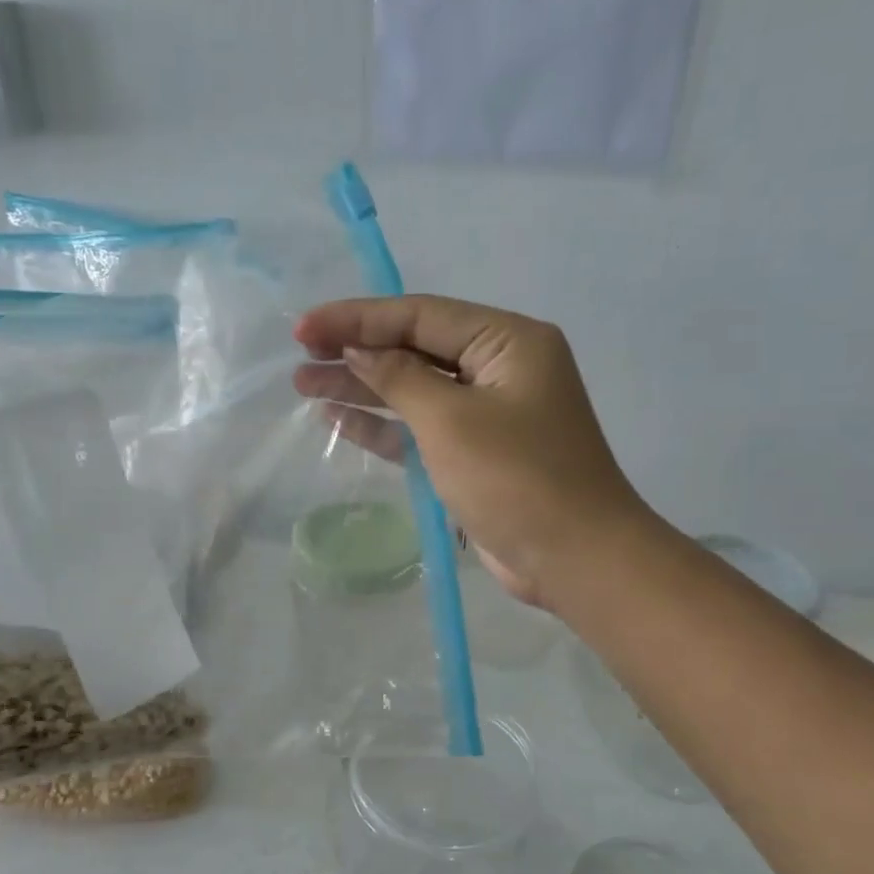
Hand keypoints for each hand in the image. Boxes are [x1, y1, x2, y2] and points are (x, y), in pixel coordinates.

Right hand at [293, 296, 648, 607]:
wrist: (574, 559)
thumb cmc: (516, 479)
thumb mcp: (452, 420)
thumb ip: (400, 378)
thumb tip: (359, 350)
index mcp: (508, 342)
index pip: (421, 315)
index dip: (357, 319)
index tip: (303, 328)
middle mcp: (501, 369)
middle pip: (416, 348)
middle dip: (356, 351)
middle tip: (299, 357)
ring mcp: (489, 414)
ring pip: (415, 390)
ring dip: (363, 388)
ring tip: (304, 384)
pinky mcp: (477, 454)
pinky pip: (423, 429)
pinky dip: (384, 426)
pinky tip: (339, 419)